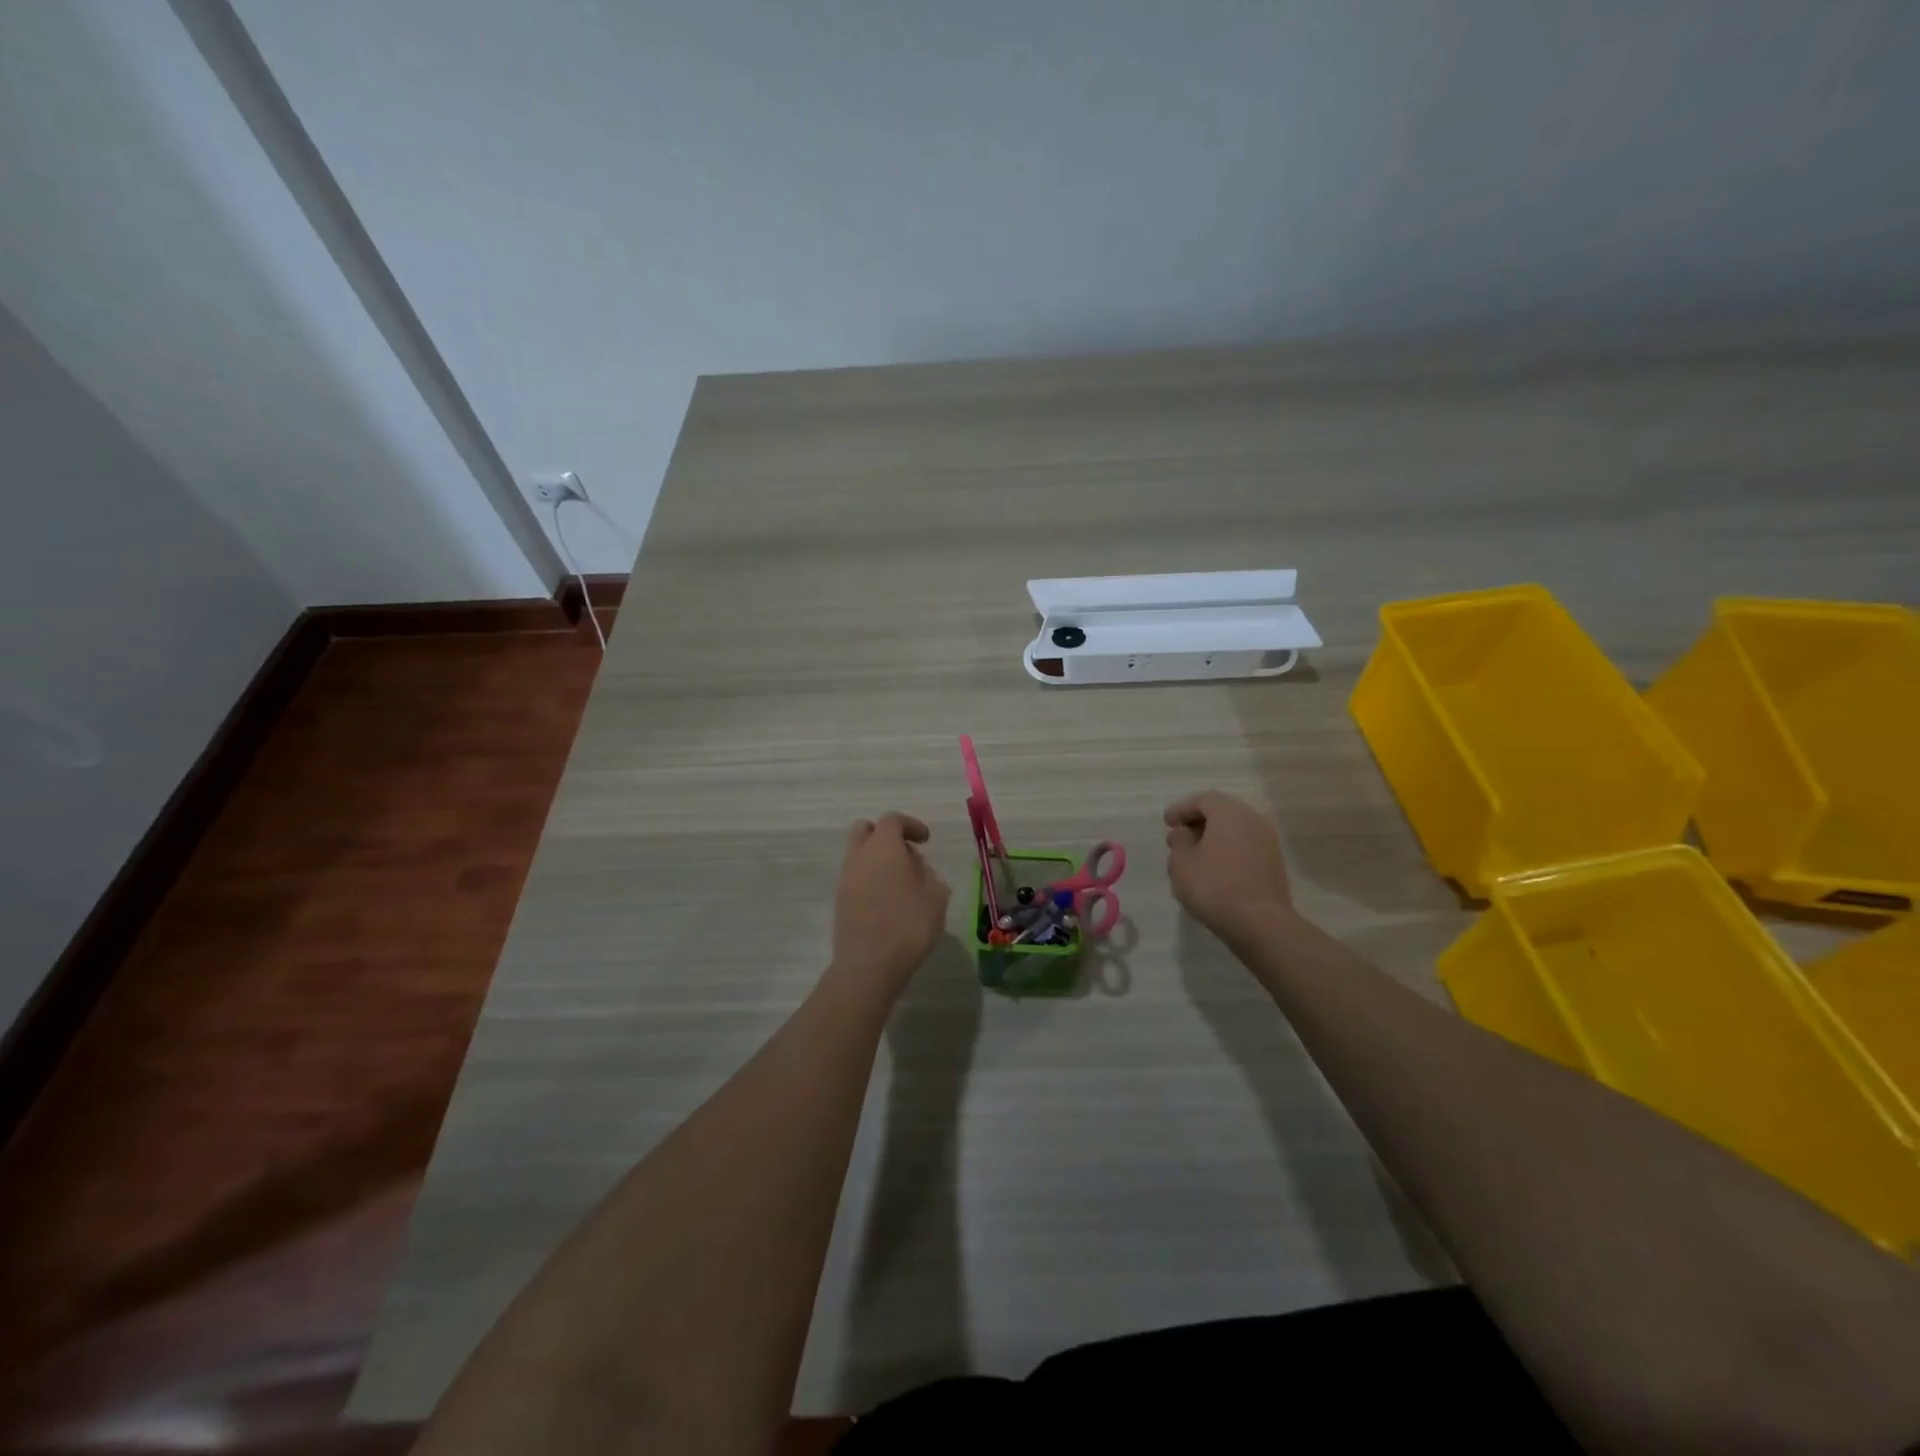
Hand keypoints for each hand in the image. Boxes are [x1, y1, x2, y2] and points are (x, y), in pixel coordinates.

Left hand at [831, 813, 950, 990]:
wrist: (869, 965)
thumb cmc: (908, 925)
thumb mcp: (936, 897)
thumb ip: (928, 875)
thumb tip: (917, 869)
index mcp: (883, 847)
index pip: (892, 820)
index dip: (911, 825)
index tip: (926, 840)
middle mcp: (859, 856)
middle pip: (865, 830)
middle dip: (886, 836)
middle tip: (907, 854)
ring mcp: (845, 879)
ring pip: (859, 855)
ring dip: (878, 859)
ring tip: (903, 883)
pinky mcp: (840, 901)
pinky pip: (856, 877)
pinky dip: (871, 878)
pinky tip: (889, 901)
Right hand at [1164, 791, 1294, 940]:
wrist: (1259, 923)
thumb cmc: (1213, 886)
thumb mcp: (1181, 862)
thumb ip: (1179, 841)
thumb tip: (1185, 833)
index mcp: (1230, 812)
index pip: (1202, 800)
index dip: (1181, 809)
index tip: (1167, 823)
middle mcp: (1253, 819)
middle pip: (1222, 811)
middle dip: (1198, 822)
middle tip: (1179, 837)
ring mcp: (1268, 841)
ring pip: (1235, 829)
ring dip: (1214, 837)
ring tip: (1194, 854)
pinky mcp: (1274, 862)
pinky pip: (1245, 845)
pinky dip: (1228, 849)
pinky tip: (1214, 867)